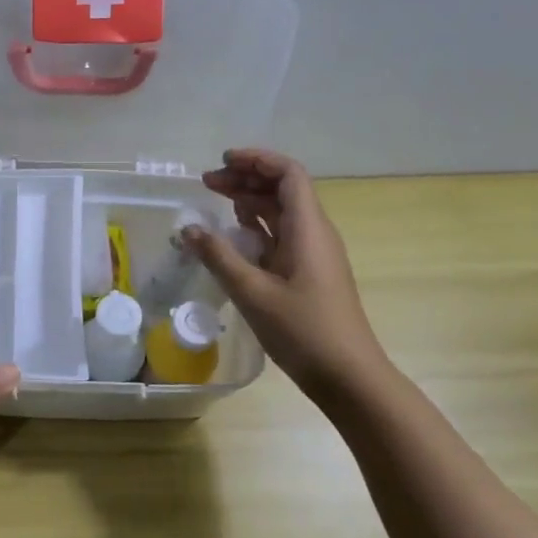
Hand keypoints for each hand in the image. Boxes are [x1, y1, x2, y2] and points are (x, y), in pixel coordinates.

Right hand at [184, 148, 388, 405]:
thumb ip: (218, 257)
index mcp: (308, 228)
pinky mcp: (307, 273)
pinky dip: (256, 227)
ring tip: (215, 201)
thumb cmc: (304, 330)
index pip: (288, 174)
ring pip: (281, 212)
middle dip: (246, 179)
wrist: (348, 376)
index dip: (257, 160)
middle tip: (207, 183)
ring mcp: (312, 254)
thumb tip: (188, 228)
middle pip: (282, 189)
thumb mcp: (252, 292)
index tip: (222, 162)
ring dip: (249, 201)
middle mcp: (314, 233)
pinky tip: (233, 236)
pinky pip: (281, 236)